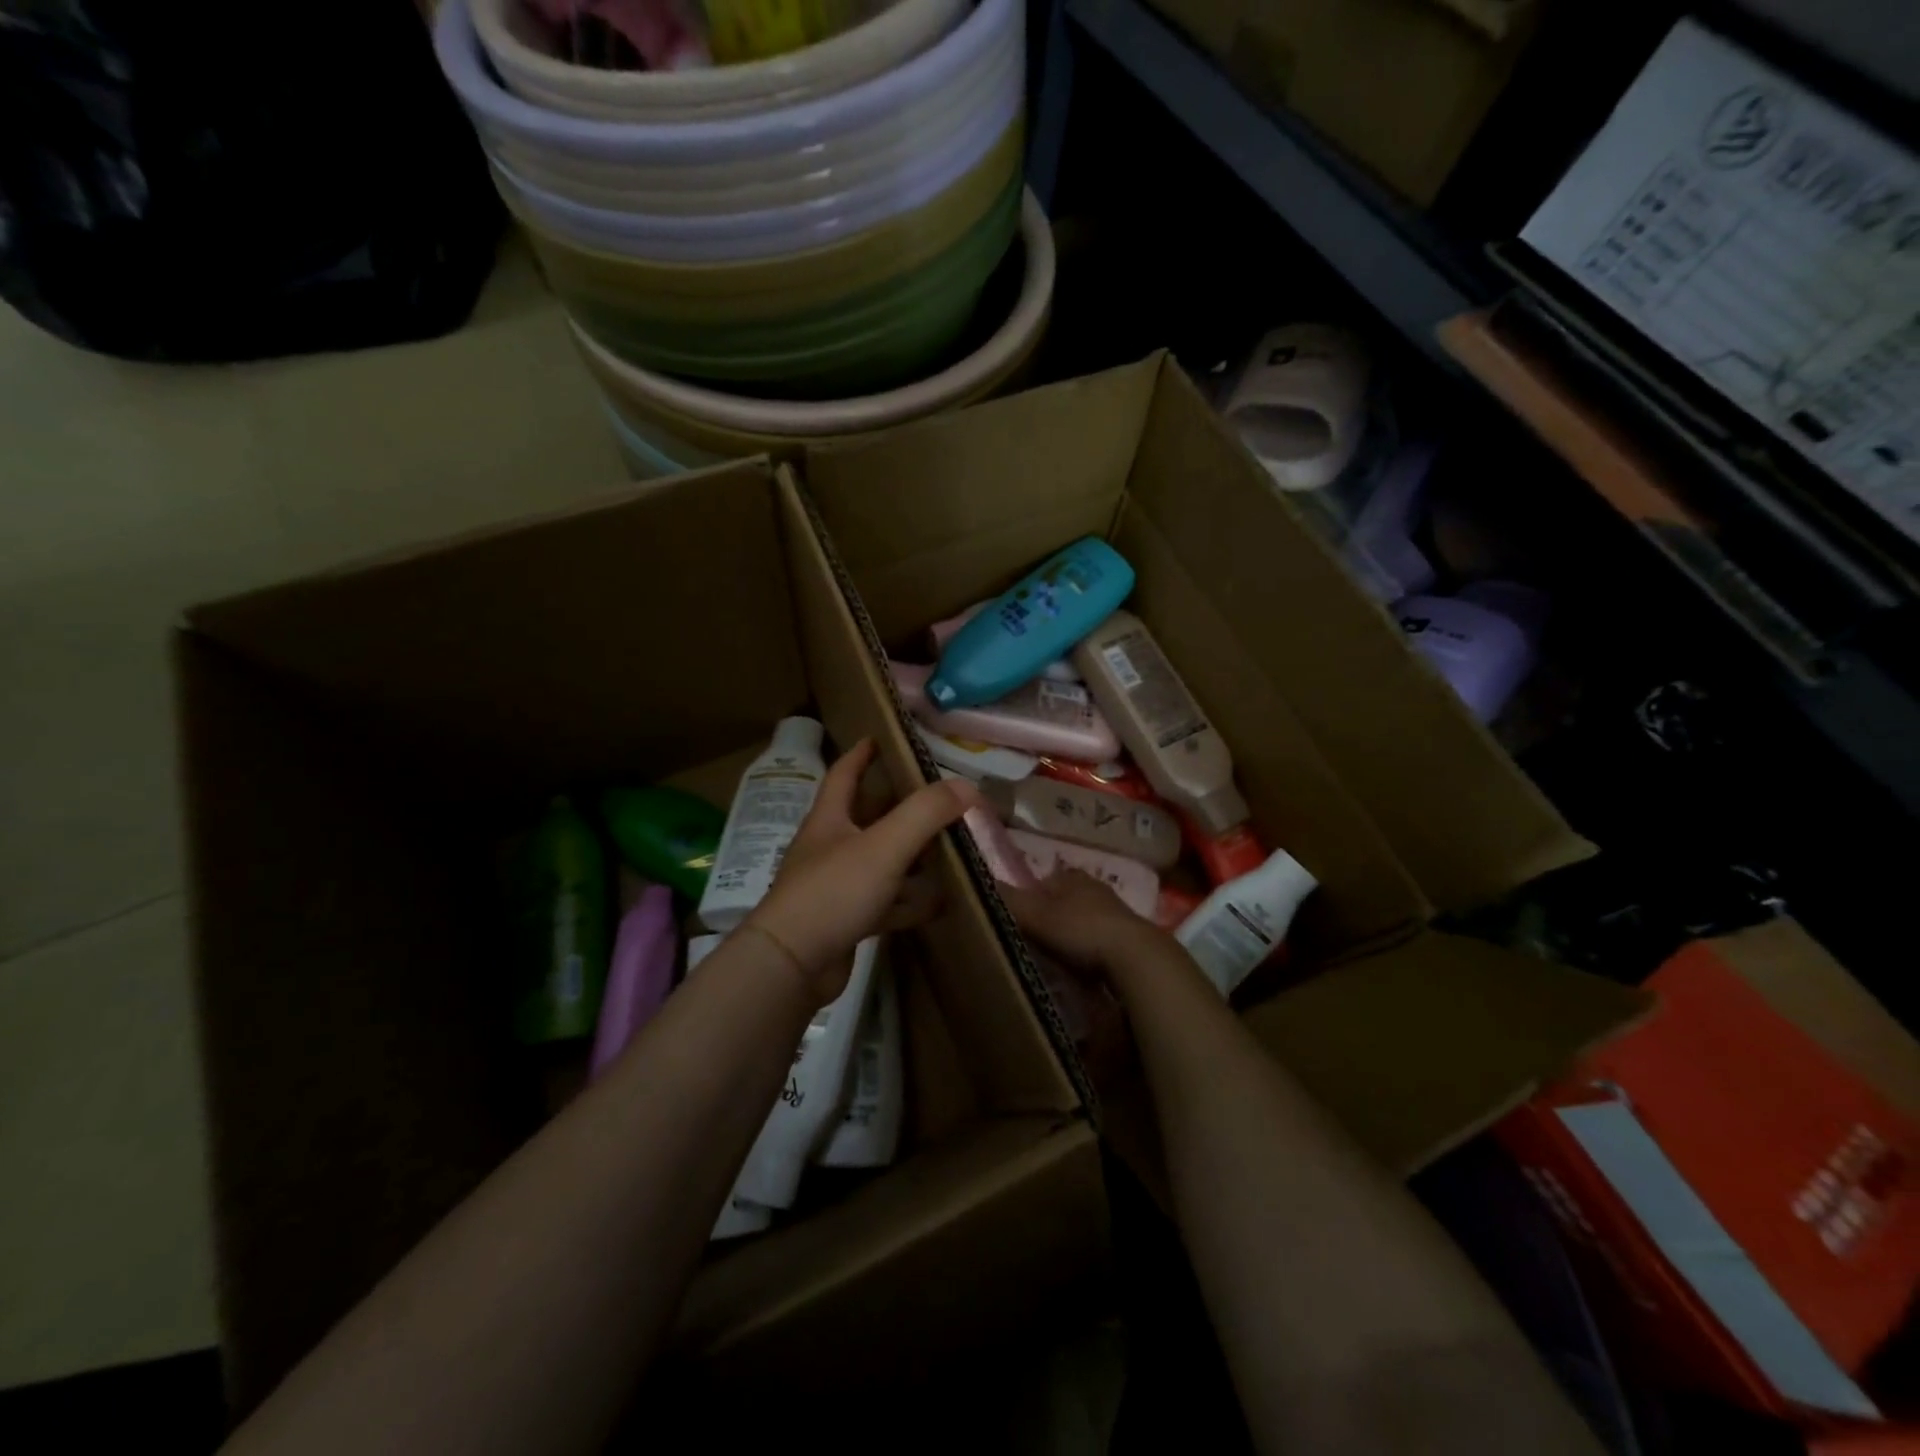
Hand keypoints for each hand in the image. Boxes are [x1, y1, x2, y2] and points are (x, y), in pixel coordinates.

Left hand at [746, 739, 980, 1005]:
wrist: (792, 964)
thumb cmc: (833, 892)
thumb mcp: (884, 845)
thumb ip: (925, 813)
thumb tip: (967, 786)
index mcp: (830, 819)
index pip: (844, 774)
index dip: (861, 754)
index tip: (880, 738)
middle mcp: (830, 848)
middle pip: (867, 818)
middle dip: (899, 806)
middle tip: (936, 798)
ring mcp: (836, 887)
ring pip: (880, 862)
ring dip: (910, 856)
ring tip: (948, 848)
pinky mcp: (845, 921)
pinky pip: (885, 903)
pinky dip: (910, 901)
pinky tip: (938, 903)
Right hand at [998, 870, 1169, 979]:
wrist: (1135, 959)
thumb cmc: (1081, 929)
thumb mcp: (1036, 914)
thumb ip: (1008, 900)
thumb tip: (976, 882)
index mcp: (1073, 878)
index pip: (1046, 879)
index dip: (1031, 895)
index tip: (1018, 915)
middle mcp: (1096, 889)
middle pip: (1067, 900)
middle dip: (1053, 916)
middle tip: (1033, 939)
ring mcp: (1117, 915)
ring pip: (1085, 921)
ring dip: (1073, 936)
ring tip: (1054, 958)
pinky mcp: (1131, 941)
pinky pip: (1101, 944)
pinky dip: (1090, 954)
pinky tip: (1081, 971)